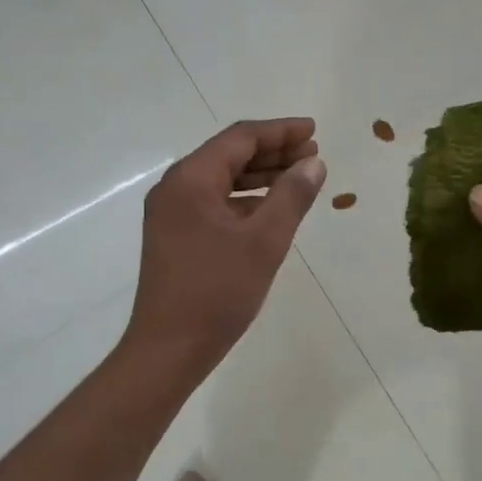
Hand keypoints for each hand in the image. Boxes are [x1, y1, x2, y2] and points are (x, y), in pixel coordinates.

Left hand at [124, 118, 325, 379]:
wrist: (167, 350)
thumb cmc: (217, 291)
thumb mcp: (264, 241)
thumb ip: (292, 196)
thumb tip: (314, 163)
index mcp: (191, 179)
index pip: (241, 138)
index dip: (280, 131)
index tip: (313, 131)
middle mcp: (176, 187)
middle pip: (229, 154)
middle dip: (273, 151)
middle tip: (312, 154)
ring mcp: (171, 212)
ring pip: (222, 179)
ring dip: (261, 175)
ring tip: (299, 176)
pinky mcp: (175, 234)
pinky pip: (214, 202)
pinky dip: (245, 199)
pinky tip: (271, 208)